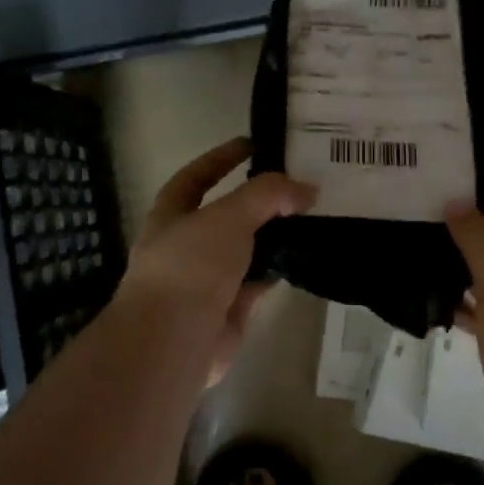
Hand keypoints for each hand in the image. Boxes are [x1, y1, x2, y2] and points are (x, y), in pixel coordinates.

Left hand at [119, 138, 314, 387]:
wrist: (175, 341)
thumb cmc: (190, 267)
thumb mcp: (228, 216)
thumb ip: (267, 195)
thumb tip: (306, 190)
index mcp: (171, 215)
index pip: (197, 175)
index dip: (222, 158)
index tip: (255, 143)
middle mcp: (186, 245)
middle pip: (227, 213)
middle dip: (258, 200)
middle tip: (298, 184)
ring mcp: (207, 279)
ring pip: (246, 249)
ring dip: (273, 236)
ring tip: (312, 217)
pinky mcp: (229, 308)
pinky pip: (258, 281)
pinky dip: (278, 270)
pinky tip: (305, 257)